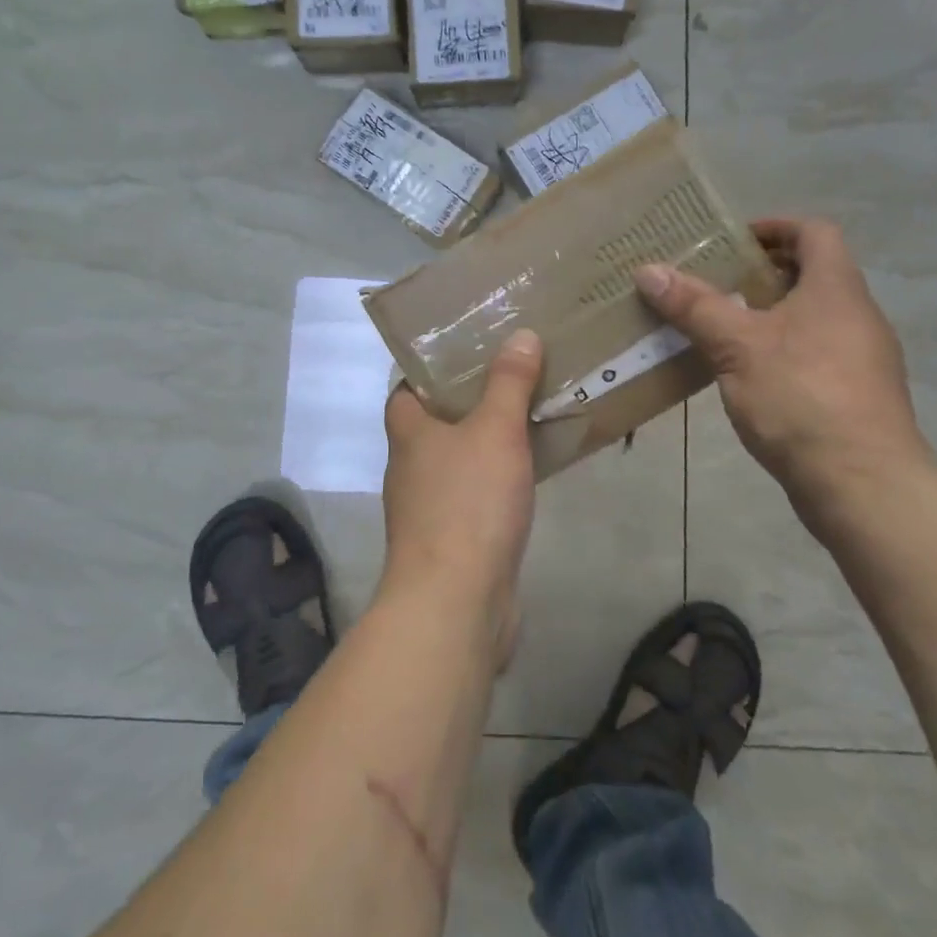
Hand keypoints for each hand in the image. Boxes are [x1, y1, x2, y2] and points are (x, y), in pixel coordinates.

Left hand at [381, 329, 543, 665]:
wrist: (456, 602)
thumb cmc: (467, 503)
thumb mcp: (495, 430)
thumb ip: (508, 382)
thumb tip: (520, 334)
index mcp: (408, 433)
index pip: (406, 388)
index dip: (430, 368)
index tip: (467, 350)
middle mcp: (411, 467)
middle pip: (435, 422)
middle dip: (469, 400)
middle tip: (512, 374)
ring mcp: (429, 507)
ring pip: (459, 459)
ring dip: (487, 440)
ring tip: (529, 414)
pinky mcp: (453, 540)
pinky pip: (477, 495)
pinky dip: (498, 479)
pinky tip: (530, 473)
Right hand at [636, 219, 932, 534]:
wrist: (863, 485)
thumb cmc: (801, 396)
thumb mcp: (736, 346)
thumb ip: (694, 306)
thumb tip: (648, 269)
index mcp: (836, 289)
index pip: (814, 232)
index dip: (775, 227)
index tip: (732, 240)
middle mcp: (856, 315)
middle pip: (812, 274)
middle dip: (761, 272)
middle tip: (713, 281)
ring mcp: (861, 358)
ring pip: (811, 316)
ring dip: (768, 313)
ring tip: (719, 325)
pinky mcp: (854, 395)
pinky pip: (813, 352)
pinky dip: (779, 348)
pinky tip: (744, 372)